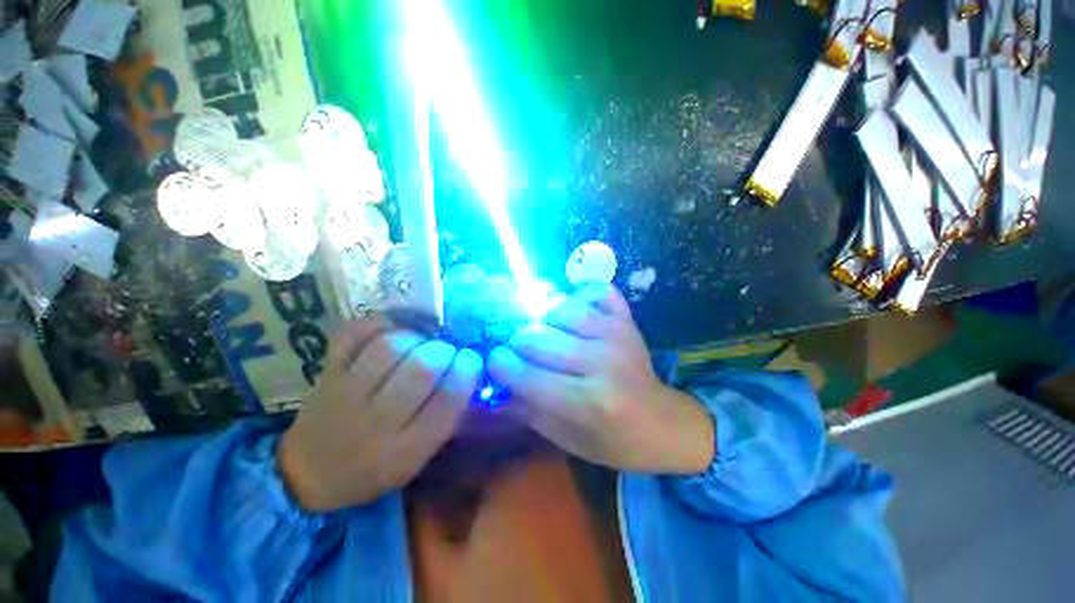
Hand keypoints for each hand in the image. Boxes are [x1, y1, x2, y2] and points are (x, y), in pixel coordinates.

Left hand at [278, 315, 482, 511]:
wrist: (311, 472)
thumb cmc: (376, 466)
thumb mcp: (419, 457)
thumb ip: (446, 415)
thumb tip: (470, 368)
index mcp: (407, 449)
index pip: (448, 398)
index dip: (467, 370)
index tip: (471, 359)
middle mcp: (375, 423)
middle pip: (422, 367)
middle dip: (444, 351)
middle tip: (446, 352)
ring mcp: (345, 394)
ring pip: (391, 347)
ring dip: (416, 337)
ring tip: (422, 342)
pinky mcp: (327, 372)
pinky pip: (354, 334)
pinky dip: (381, 323)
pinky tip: (396, 328)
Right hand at [487, 285, 713, 473]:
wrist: (664, 424)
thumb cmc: (613, 441)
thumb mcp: (566, 439)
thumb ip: (526, 410)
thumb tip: (490, 386)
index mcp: (589, 402)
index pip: (528, 376)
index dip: (500, 366)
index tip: (494, 362)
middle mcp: (603, 362)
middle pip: (539, 338)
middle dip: (517, 343)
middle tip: (516, 350)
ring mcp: (617, 334)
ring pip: (561, 309)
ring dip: (542, 318)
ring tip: (541, 331)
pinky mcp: (627, 320)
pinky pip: (597, 291)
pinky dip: (580, 295)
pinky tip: (573, 310)